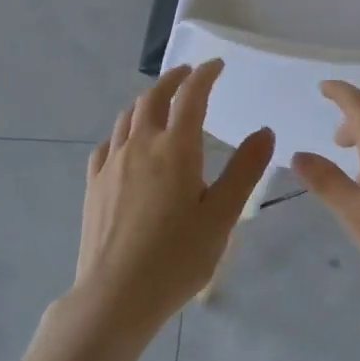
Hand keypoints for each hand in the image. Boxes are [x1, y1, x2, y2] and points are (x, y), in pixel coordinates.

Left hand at [77, 60, 273, 335]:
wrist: (116, 295)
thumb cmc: (177, 257)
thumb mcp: (222, 215)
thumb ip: (244, 170)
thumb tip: (265, 131)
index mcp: (176, 148)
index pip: (192, 96)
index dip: (205, 75)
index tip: (217, 65)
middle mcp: (141, 145)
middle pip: (153, 97)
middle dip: (173, 80)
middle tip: (188, 74)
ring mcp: (113, 163)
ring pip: (127, 116)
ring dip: (147, 100)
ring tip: (161, 102)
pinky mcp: (94, 184)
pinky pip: (109, 143)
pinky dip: (123, 131)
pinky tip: (127, 143)